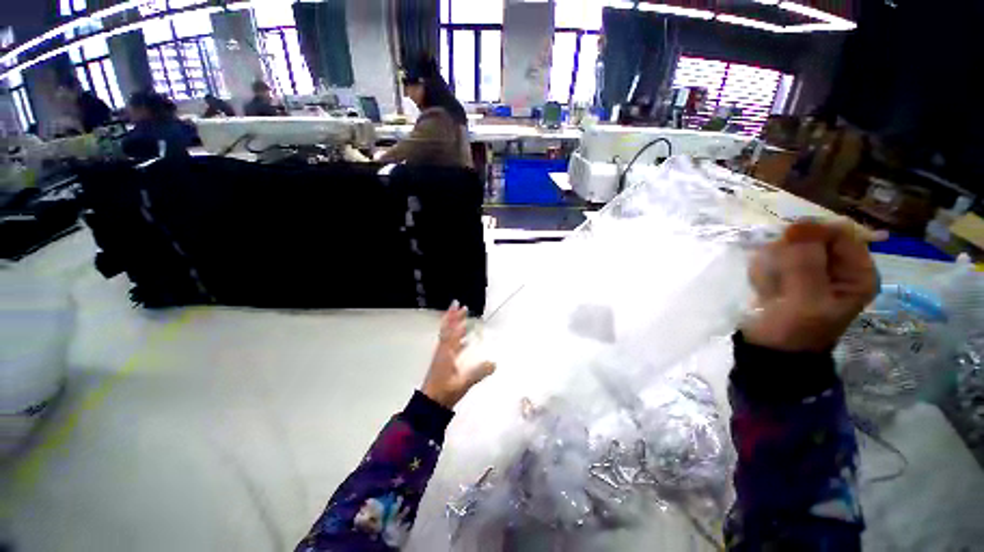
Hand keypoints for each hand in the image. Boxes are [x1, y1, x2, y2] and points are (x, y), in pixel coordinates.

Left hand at [421, 302, 495, 408]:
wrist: (430, 404)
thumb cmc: (445, 391)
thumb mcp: (463, 382)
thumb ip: (479, 373)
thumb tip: (494, 363)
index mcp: (447, 352)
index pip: (452, 331)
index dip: (456, 318)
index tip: (461, 306)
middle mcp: (443, 350)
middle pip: (448, 329)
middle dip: (454, 317)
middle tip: (461, 306)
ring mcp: (442, 356)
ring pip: (448, 336)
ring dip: (454, 326)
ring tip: (462, 319)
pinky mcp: (442, 362)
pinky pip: (449, 345)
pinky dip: (456, 339)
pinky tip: (464, 342)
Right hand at [742, 221, 878, 351]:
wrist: (768, 348)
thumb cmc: (794, 330)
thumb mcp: (805, 301)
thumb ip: (805, 264)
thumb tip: (797, 227)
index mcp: (856, 272)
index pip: (839, 232)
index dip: (811, 233)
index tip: (785, 243)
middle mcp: (836, 265)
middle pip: (809, 237)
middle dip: (786, 255)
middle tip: (779, 279)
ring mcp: (810, 268)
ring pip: (785, 247)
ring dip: (771, 265)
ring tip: (770, 290)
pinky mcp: (787, 272)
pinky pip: (769, 258)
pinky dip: (762, 271)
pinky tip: (764, 289)